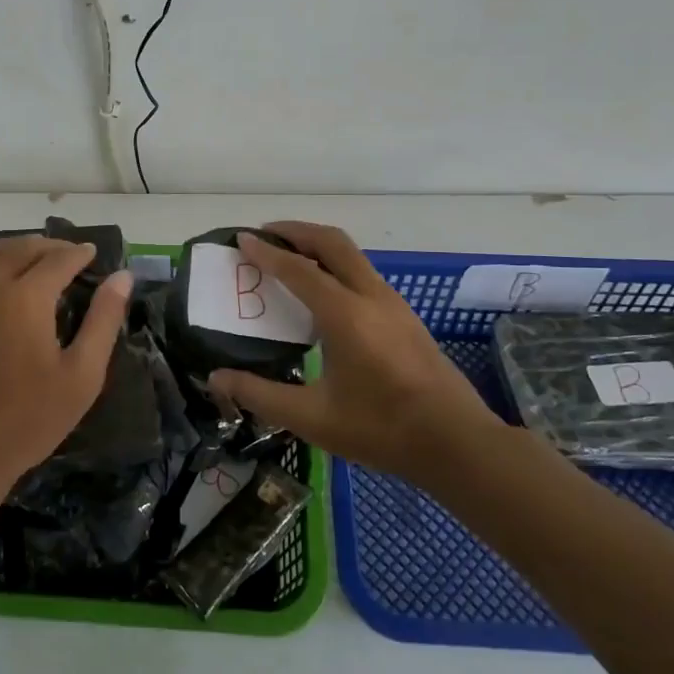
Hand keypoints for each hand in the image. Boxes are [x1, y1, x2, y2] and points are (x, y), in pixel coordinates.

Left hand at [0, 235, 131, 504]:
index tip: (93, 254)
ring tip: (33, 256)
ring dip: (15, 247)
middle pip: (22, 248)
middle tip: (68, 254)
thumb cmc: (27, 420)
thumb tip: (122, 276)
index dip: (79, 253)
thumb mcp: (82, 376)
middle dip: (50, 246)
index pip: (58, 258)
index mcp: (26, 297)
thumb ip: (103, 320)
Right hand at [208, 222, 501, 477]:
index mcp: (345, 315)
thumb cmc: (382, 429)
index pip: (298, 270)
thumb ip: (261, 395)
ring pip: (351, 255)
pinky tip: (323, 294)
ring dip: (317, 246)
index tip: (241, 239)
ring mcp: (393, 303)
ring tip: (288, 258)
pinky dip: (335, 265)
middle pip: (331, 242)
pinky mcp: (405, 316)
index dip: (266, 252)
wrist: (457, 442)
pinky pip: (363, 273)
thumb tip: (216, 378)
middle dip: (296, 231)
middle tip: (265, 235)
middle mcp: (370, 297)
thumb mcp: (313, 418)